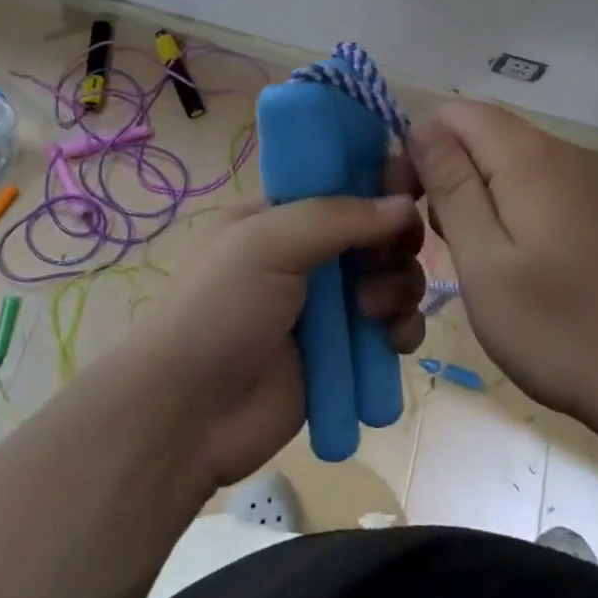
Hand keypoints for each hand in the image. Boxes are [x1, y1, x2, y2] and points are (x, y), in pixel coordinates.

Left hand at [128, 188, 425, 489]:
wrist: (188, 416)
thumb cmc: (220, 309)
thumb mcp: (268, 242)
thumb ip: (338, 216)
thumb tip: (405, 204)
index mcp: (283, 213)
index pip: (344, 182)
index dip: (380, 183)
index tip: (410, 192)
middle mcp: (310, 252)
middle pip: (377, 231)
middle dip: (393, 243)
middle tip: (387, 259)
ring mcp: (329, 304)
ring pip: (392, 277)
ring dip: (398, 287)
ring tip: (372, 311)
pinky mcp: (345, 352)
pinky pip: (392, 327)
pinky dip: (402, 328)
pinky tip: (393, 341)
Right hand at [409, 102, 597, 444]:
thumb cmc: (558, 326)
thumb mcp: (484, 260)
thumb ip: (450, 186)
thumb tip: (420, 126)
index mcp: (525, 156)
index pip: (451, 112)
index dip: (417, 146)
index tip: (406, 202)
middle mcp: (555, 151)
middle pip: (478, 131)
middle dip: (442, 170)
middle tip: (434, 235)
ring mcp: (580, 176)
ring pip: (503, 157)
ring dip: (472, 190)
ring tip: (467, 251)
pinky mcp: (593, 204)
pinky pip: (531, 181)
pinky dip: (504, 203)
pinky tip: (508, 256)